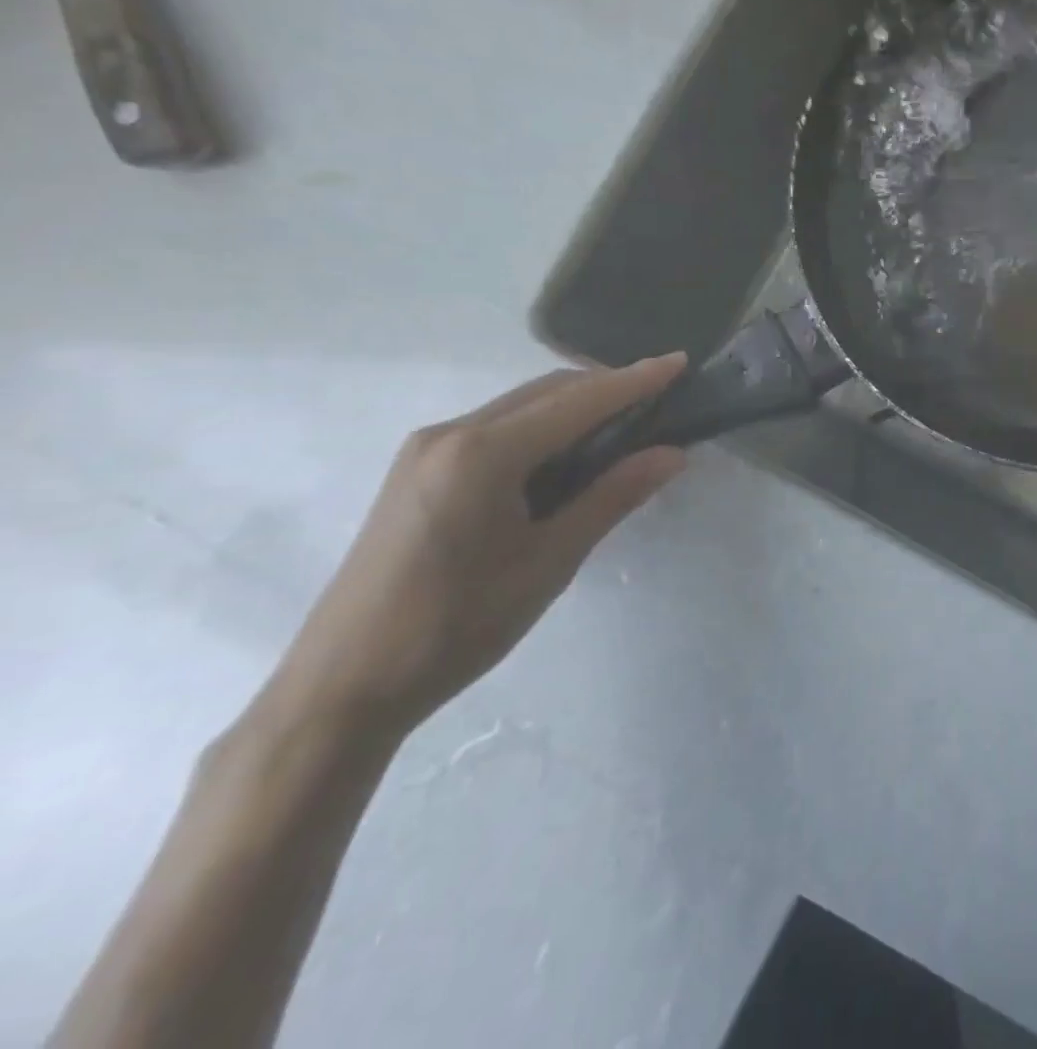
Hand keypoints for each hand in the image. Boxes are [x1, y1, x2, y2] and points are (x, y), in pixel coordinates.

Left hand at [273, 356, 688, 735]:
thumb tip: (673, 454)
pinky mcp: (417, 471)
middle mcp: (449, 433)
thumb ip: (613, 496)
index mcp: (482, 453)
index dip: (634, 380)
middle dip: (607, 388)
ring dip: (575, 408)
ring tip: (626, 427)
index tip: (680, 361)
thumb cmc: (457, 625)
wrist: (342, 687)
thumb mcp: (550, 561)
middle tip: (661, 400)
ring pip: (520, 407)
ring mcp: (425, 450)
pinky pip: (495, 428)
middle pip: (547, 392)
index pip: (577, 401)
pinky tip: (566, 455)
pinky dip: (542, 429)